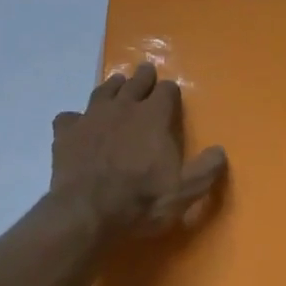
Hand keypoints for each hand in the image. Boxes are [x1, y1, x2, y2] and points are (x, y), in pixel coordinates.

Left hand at [51, 62, 228, 238]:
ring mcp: (91, 117)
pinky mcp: (66, 132)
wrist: (86, 212)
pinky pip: (69, 116)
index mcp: (154, 116)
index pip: (166, 91)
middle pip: (135, 82)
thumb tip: (220, 151)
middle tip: (146, 73)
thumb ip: (205, 170)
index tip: (171, 95)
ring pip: (103, 91)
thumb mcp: (184, 192)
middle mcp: (123, 107)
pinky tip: (76, 124)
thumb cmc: (141, 201)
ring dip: (112, 87)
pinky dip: (75, 118)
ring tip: (117, 85)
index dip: (170, 92)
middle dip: (143, 77)